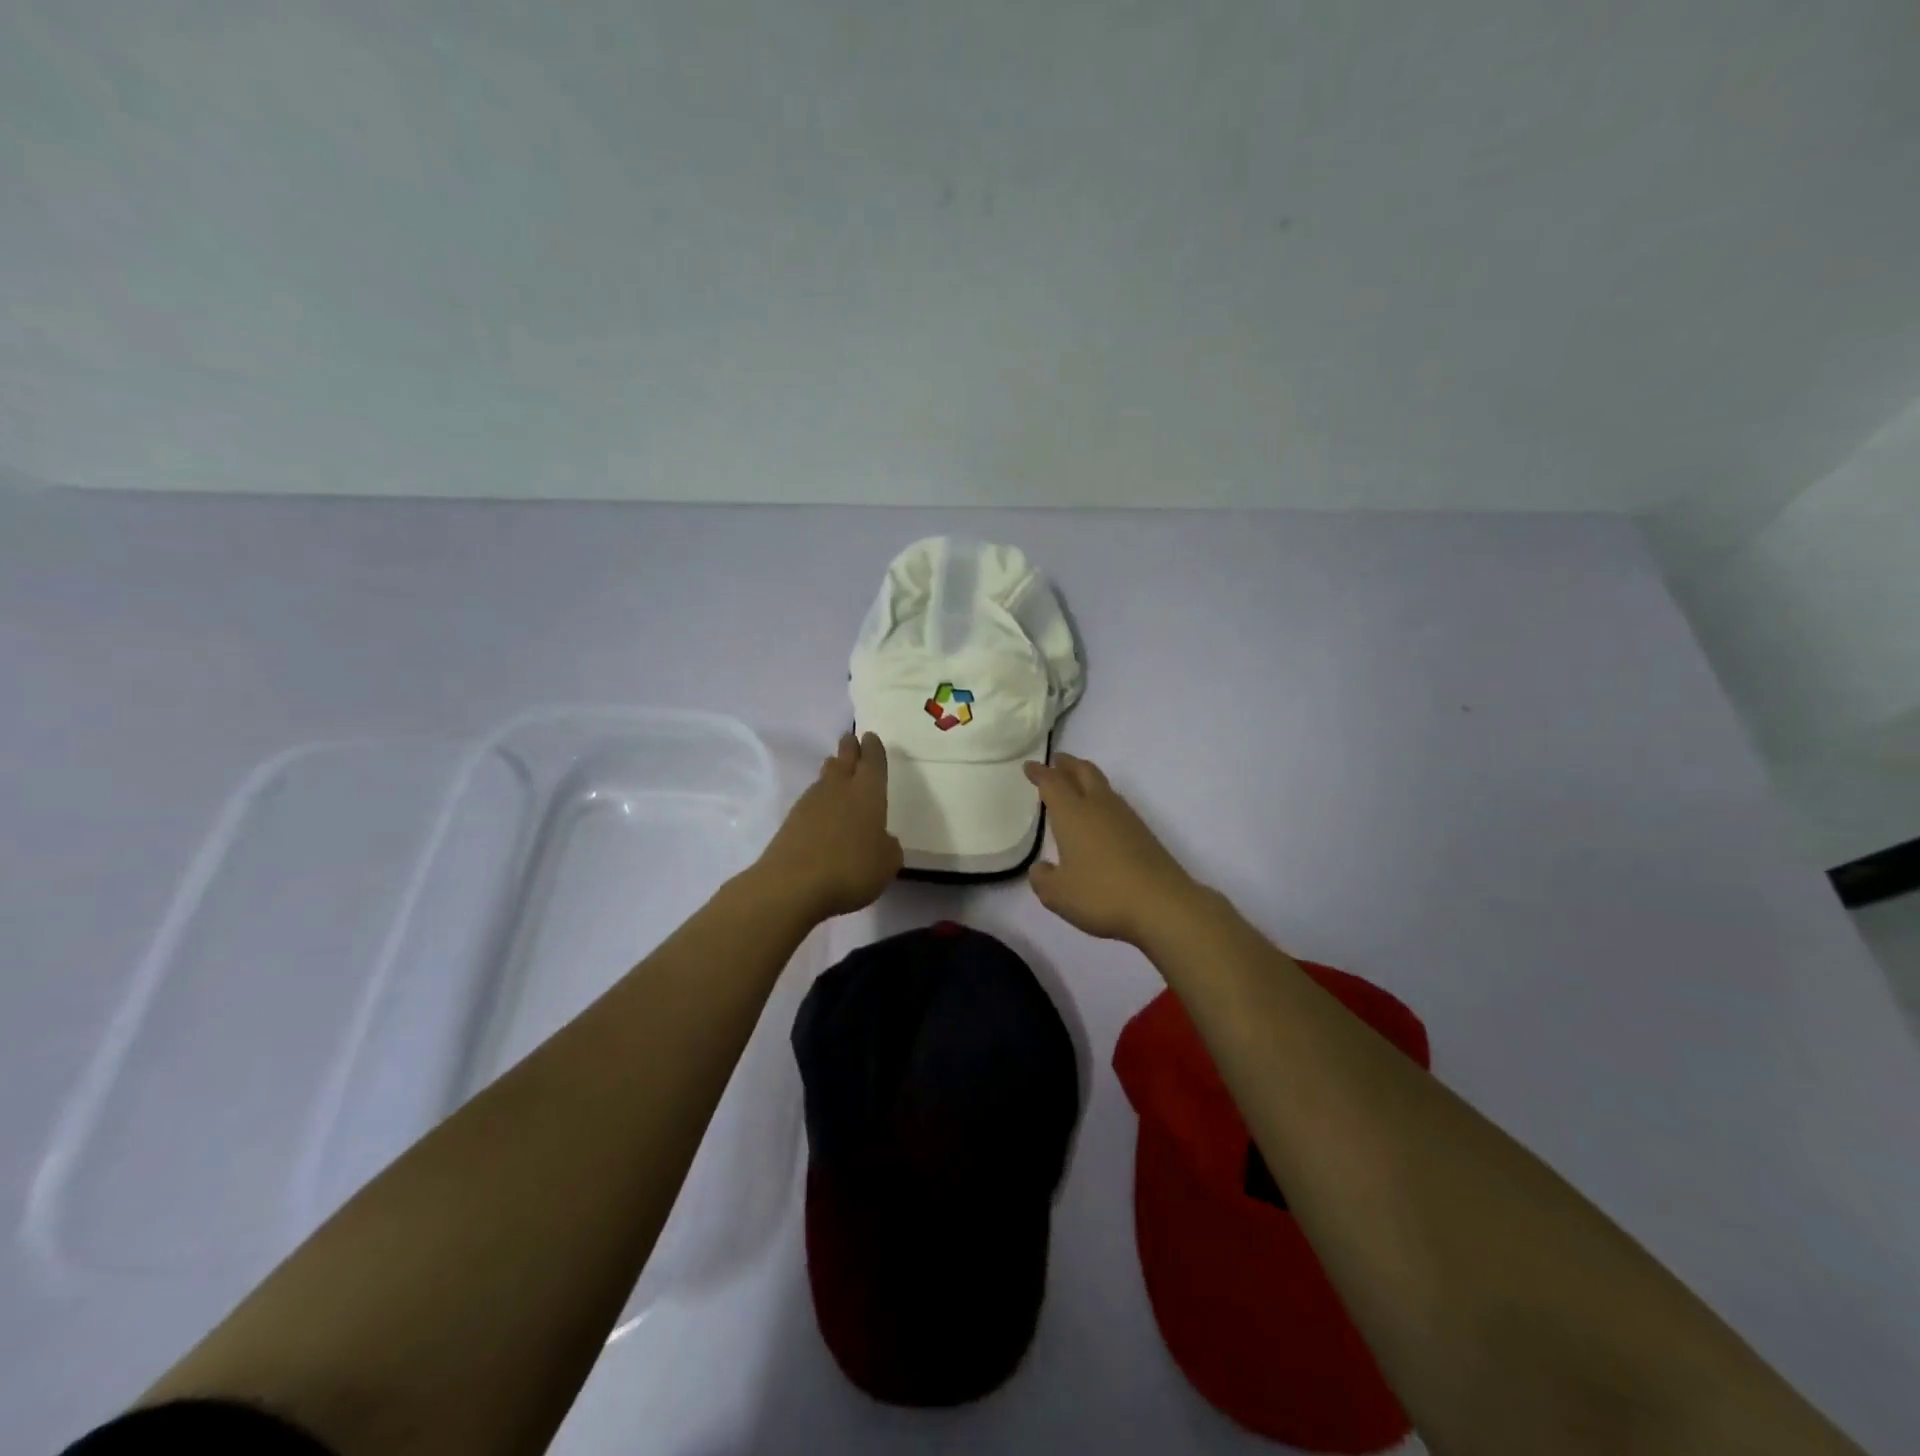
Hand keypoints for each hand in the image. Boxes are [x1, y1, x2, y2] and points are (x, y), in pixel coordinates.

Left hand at [753, 733, 901, 921]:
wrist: (792, 886)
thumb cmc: (851, 869)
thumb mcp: (887, 863)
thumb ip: (888, 846)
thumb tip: (882, 839)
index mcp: (868, 792)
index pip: (873, 761)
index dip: (874, 748)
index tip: (871, 737)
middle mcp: (839, 789)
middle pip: (844, 760)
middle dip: (850, 748)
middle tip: (851, 739)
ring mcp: (811, 803)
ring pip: (825, 778)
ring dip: (833, 771)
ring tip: (837, 769)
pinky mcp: (791, 821)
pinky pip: (811, 801)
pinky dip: (820, 800)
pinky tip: (823, 810)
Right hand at [1025, 754, 1202, 944]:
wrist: (1162, 904)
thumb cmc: (1101, 894)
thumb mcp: (1058, 894)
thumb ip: (1043, 879)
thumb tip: (1041, 868)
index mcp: (1072, 814)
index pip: (1052, 783)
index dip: (1040, 773)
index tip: (1030, 765)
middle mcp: (1098, 806)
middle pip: (1083, 772)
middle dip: (1068, 764)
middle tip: (1057, 761)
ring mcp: (1125, 817)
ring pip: (1102, 785)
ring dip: (1086, 778)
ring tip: (1076, 784)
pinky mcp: (1142, 832)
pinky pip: (1115, 804)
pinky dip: (1102, 799)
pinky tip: (1100, 816)